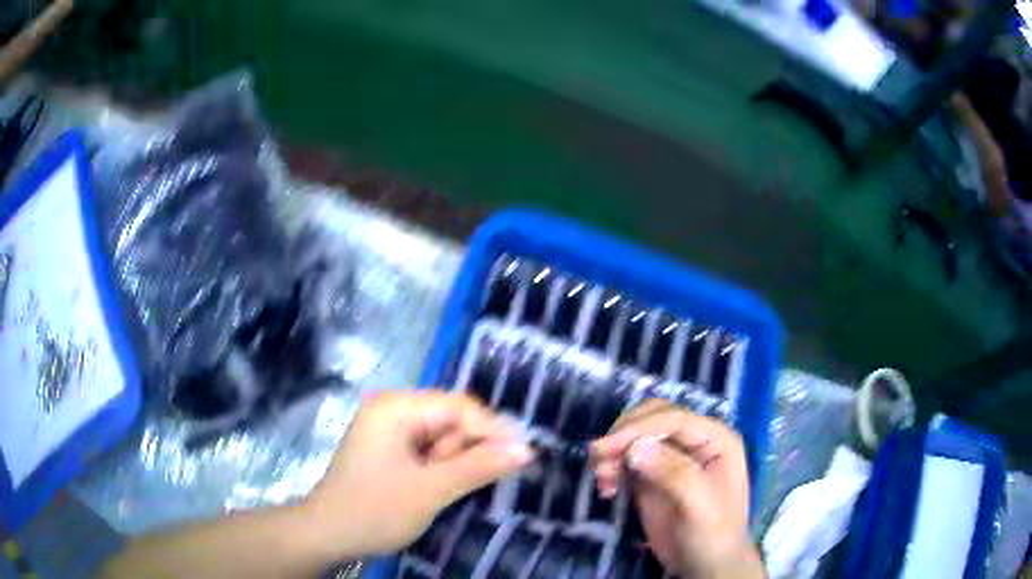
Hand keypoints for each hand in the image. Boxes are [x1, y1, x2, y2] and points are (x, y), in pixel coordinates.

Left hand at [303, 391, 532, 558]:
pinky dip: (440, 467)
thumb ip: (479, 467)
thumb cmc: (374, 511)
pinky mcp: (389, 448)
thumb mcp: (430, 491)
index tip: (523, 457)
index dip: (492, 430)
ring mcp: (388, 428)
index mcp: (395, 407)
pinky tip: (434, 488)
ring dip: (453, 462)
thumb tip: (527, 449)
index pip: (458, 406)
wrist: (328, 534)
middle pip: (450, 419)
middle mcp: (392, 408)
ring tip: (439, 490)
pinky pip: (428, 449)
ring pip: (442, 436)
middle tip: (470, 482)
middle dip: (466, 449)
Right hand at [591, 400, 763, 578]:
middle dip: (623, 435)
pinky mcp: (652, 474)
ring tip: (603, 480)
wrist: (705, 564)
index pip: (673, 419)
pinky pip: (627, 458)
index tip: (606, 448)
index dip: (638, 428)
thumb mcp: (700, 506)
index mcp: (715, 439)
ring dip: (613, 451)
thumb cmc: (713, 535)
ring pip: (636, 435)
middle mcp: (694, 440)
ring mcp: (672, 456)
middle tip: (600, 462)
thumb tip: (635, 448)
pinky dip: (612, 466)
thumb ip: (674, 473)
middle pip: (652, 417)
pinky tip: (607, 489)